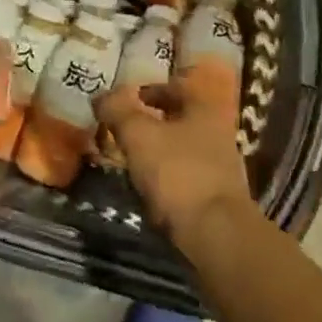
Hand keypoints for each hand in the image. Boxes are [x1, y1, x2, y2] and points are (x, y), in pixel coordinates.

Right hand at [95, 68, 252, 244]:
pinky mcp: (215, 198)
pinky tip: (145, 189)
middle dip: (150, 123)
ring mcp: (219, 168)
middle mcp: (217, 133)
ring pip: (180, 149)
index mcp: (204, 109)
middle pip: (179, 119)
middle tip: (121, 130)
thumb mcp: (138, 134)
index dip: (149, 89)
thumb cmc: (178, 172)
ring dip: (155, 152)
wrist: (215, 235)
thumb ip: (118, 110)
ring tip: (128, 160)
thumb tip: (102, 96)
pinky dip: (164, 178)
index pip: (176, 87)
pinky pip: (183, 178)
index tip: (125, 100)